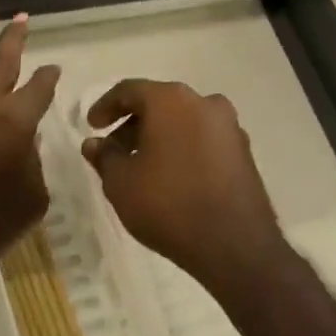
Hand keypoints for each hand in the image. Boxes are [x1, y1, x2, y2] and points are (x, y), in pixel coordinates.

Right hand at [81, 79, 290, 297]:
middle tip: (113, 151)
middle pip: (159, 104)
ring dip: (159, 137)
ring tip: (140, 167)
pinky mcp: (244, 152)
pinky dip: (183, 149)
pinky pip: (203, 140)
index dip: (106, 106)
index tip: (91, 127)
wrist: (234, 245)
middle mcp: (205, 103)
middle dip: (133, 124)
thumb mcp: (121, 183)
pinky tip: (171, 176)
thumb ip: (104, 157)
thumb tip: (94, 144)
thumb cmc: (168, 204)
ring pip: (184, 122)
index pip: (130, 90)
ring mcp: (230, 127)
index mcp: (172, 100)